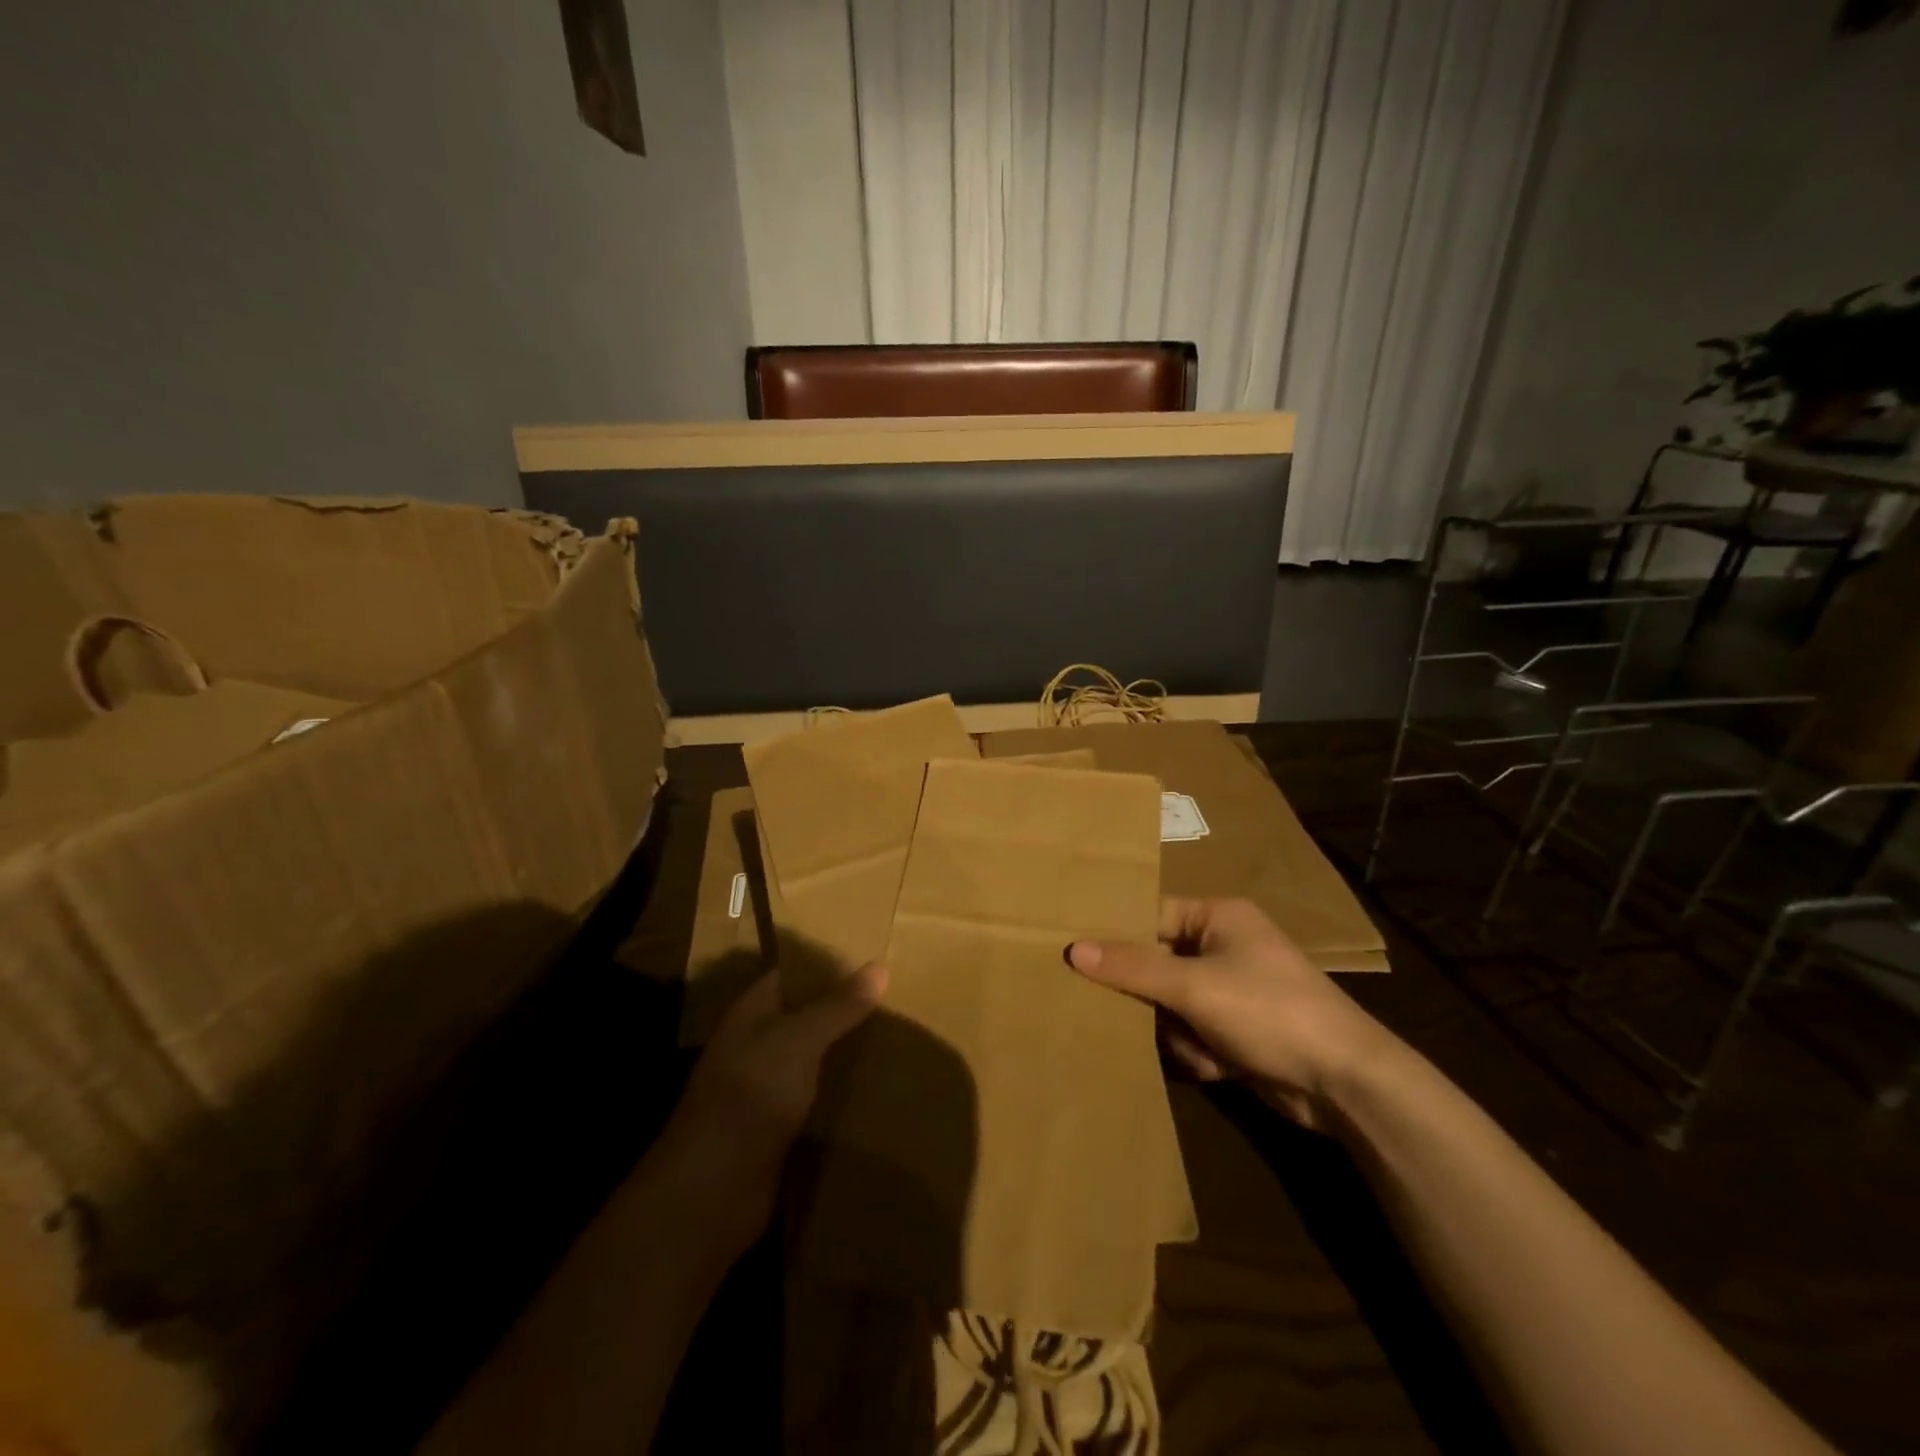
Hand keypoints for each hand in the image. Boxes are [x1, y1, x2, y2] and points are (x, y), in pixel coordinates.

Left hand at [649, 963, 885, 1252]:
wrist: (712, 1190)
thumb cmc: (751, 1095)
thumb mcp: (799, 1040)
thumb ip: (838, 1006)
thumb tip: (880, 967)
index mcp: (751, 1013)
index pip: (791, 974)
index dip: (826, 965)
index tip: (872, 956)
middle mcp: (756, 1045)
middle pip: (804, 1017)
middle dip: (843, 1009)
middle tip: (896, 996)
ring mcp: (764, 1089)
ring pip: (812, 1059)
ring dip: (844, 1051)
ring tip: (896, 1036)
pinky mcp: (777, 1129)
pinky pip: (815, 1099)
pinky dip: (839, 1093)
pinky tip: (876, 1088)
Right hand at [1068, 898, 1398, 1130]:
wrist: (1344, 1082)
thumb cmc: (1267, 1011)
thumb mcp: (1193, 986)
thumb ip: (1132, 967)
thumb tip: (1073, 949)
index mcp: (1218, 917)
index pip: (1151, 915)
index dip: (1117, 935)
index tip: (1078, 955)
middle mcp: (1225, 947)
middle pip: (1158, 964)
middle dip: (1150, 997)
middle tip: (1119, 1011)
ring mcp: (1234, 991)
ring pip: (1172, 1004)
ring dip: (1176, 1031)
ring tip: (1196, 1046)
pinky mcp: (1240, 1030)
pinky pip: (1193, 1032)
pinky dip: (1197, 1051)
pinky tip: (1217, 1066)